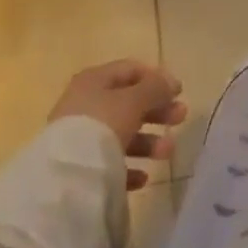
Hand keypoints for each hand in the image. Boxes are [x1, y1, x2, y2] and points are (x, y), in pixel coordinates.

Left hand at [49, 61, 188, 189]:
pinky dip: (129, 166)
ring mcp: (79, 137)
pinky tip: (143, 177)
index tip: (179, 91)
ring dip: (148, 141)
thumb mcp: (135, 100)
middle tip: (181, 117)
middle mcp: (85, 104)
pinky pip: (110, 162)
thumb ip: (156, 88)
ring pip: (121, 133)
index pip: (130, 70)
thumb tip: (170, 82)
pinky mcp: (79, 166)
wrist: (66, 177)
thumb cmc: (103, 125)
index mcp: (94, 80)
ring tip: (168, 152)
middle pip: (128, 103)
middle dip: (157, 110)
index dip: (157, 77)